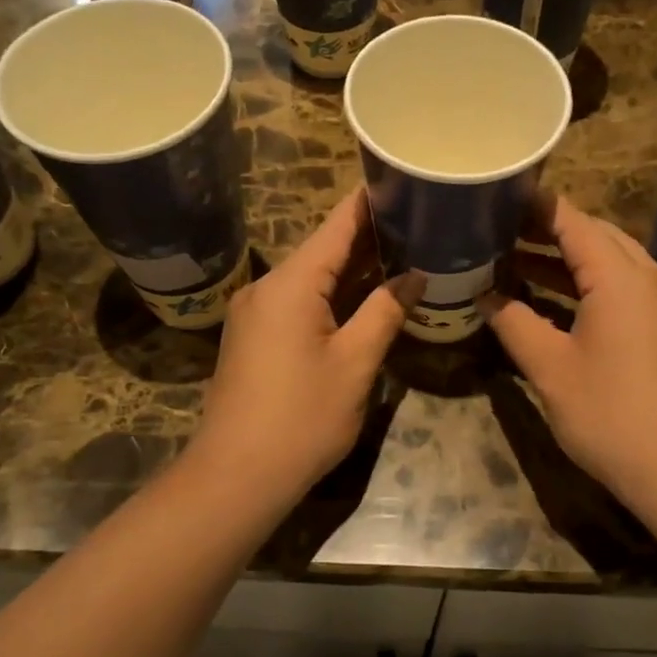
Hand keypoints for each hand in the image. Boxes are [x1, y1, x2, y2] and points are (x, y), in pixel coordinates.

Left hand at [192, 190, 411, 503]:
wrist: (235, 476)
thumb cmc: (301, 418)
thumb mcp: (355, 363)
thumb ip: (386, 311)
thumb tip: (415, 275)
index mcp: (291, 283)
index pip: (337, 224)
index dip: (371, 200)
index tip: (405, 179)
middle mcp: (268, 286)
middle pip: (325, 247)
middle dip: (372, 235)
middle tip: (420, 221)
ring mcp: (257, 312)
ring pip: (314, 276)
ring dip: (356, 267)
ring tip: (405, 251)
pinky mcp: (256, 336)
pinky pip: (301, 300)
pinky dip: (335, 293)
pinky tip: (368, 295)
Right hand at [480, 194, 656, 506]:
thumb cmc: (611, 415)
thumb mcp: (551, 369)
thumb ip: (514, 323)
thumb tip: (485, 296)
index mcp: (621, 277)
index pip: (572, 221)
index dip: (534, 207)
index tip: (497, 197)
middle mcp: (650, 277)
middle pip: (596, 235)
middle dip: (548, 230)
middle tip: (499, 231)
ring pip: (612, 261)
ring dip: (567, 259)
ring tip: (515, 260)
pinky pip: (625, 287)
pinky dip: (589, 284)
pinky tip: (555, 299)